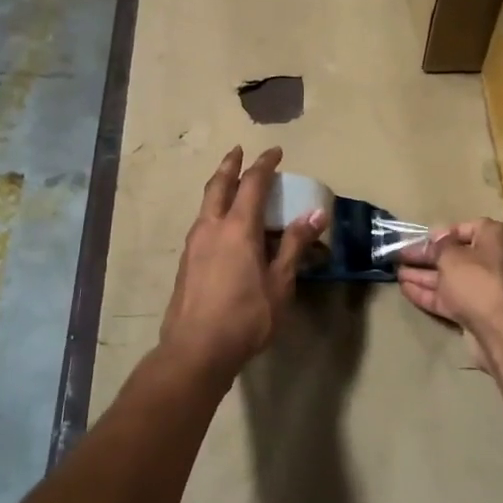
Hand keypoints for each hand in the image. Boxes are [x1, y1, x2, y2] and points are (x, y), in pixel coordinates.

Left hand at [159, 146, 324, 381]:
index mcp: (238, 228)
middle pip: (219, 185)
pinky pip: (203, 223)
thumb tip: (316, 214)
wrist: (195, 350)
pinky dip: (215, 211)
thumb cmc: (246, 317)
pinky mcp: (186, 262)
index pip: (253, 184)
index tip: (275, 152)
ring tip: (231, 185)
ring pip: (206, 204)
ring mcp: (194, 244)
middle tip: (238, 151)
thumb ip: (295, 246)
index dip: (265, 165)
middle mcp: (212, 227)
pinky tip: (222, 226)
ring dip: (219, 187)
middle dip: (230, 165)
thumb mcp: (280, 283)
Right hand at [397, 220, 502, 374]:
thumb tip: (438, 238)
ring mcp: (486, 290)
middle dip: (427, 257)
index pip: (467, 228)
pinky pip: (450, 298)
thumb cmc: (479, 282)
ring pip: (450, 279)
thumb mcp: (452, 256)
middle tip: (400, 256)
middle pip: (455, 255)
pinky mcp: (478, 313)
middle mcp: (493, 261)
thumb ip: (440, 246)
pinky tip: (405, 289)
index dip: (443, 233)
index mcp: (494, 239)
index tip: (422, 239)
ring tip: (396, 272)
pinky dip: (429, 294)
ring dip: (424, 275)